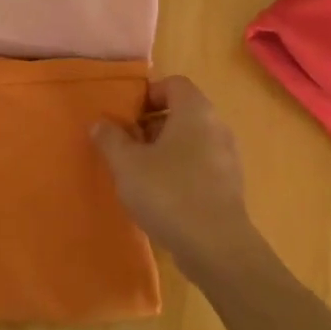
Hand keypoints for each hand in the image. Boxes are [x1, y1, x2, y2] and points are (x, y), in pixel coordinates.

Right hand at [92, 76, 258, 274]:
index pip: (173, 84)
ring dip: (165, 150)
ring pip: (191, 141)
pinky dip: (180, 172)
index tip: (125, 117)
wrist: (215, 246)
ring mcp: (228, 157)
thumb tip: (100, 123)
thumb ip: (111, 139)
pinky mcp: (230, 186)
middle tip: (126, 146)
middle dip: (151, 125)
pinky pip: (200, 166)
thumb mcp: (127, 164)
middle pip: (182, 112)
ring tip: (139, 173)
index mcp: (195, 111)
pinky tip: (160, 197)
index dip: (147, 95)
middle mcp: (217, 127)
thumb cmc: (168, 193)